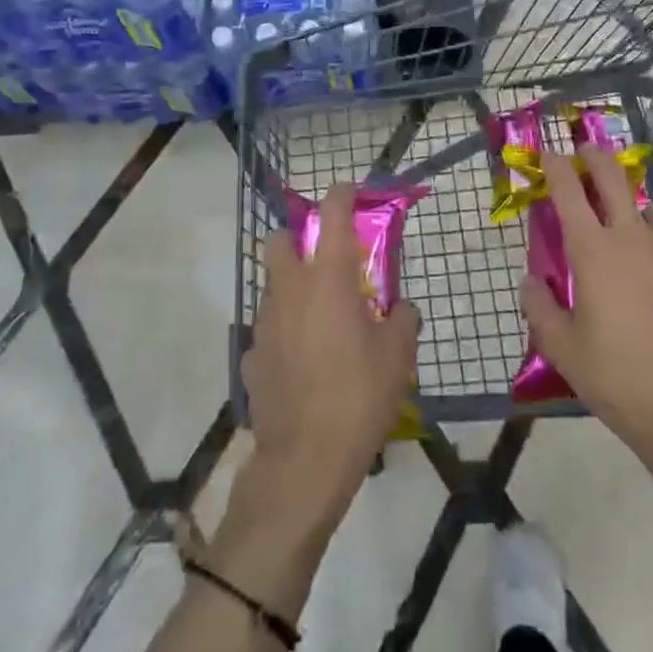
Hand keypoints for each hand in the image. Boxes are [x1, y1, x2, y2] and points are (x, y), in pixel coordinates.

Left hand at [246, 184, 419, 515]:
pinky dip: (283, 334)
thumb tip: (402, 309)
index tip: (351, 190)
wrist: (304, 461)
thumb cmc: (359, 396)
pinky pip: (267, 331)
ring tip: (320, 320)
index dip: (342, 194)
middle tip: (324, 260)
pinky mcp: (250, 357)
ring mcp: (263, 323)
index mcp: (328, 278)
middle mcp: (290, 290)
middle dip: (296, 238)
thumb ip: (403, 319)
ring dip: (292, 289)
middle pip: (278, 240)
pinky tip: (301, 361)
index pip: (332, 213)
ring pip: (272, 287)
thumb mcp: (398, 356)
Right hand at [522, 147, 652, 475]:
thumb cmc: (618, 378)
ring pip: (648, 205)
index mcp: (593, 251)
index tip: (547, 152)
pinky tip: (652, 261)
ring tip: (621, 210)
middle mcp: (632, 238)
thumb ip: (540, 308)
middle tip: (585, 151)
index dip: (555, 166)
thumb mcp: (563, 350)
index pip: (568, 191)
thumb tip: (532, 281)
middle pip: (613, 178)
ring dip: (629, 197)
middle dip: (595, 157)